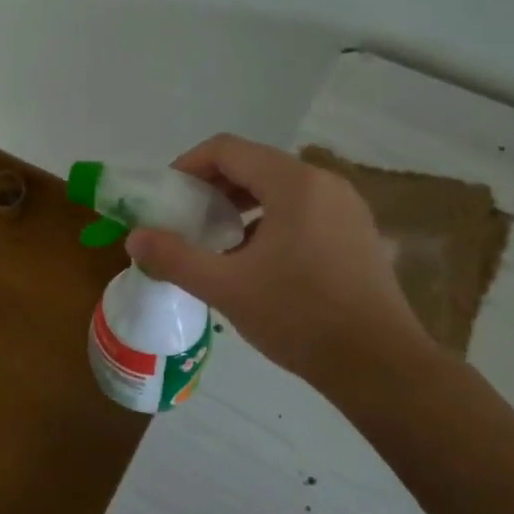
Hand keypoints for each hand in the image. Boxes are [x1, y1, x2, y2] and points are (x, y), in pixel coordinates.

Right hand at [125, 135, 444, 396]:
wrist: (378, 364)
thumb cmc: (299, 317)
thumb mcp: (227, 287)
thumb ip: (175, 258)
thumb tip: (134, 238)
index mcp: (294, 183)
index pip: (227, 149)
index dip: (188, 166)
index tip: (166, 198)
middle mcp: (324, 183)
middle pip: (254, 165)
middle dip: (212, 187)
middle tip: (185, 221)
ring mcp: (346, 207)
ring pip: (279, 189)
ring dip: (239, 205)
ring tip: (215, 241)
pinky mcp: (356, 233)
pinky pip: (302, 210)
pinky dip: (269, 221)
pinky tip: (255, 260)